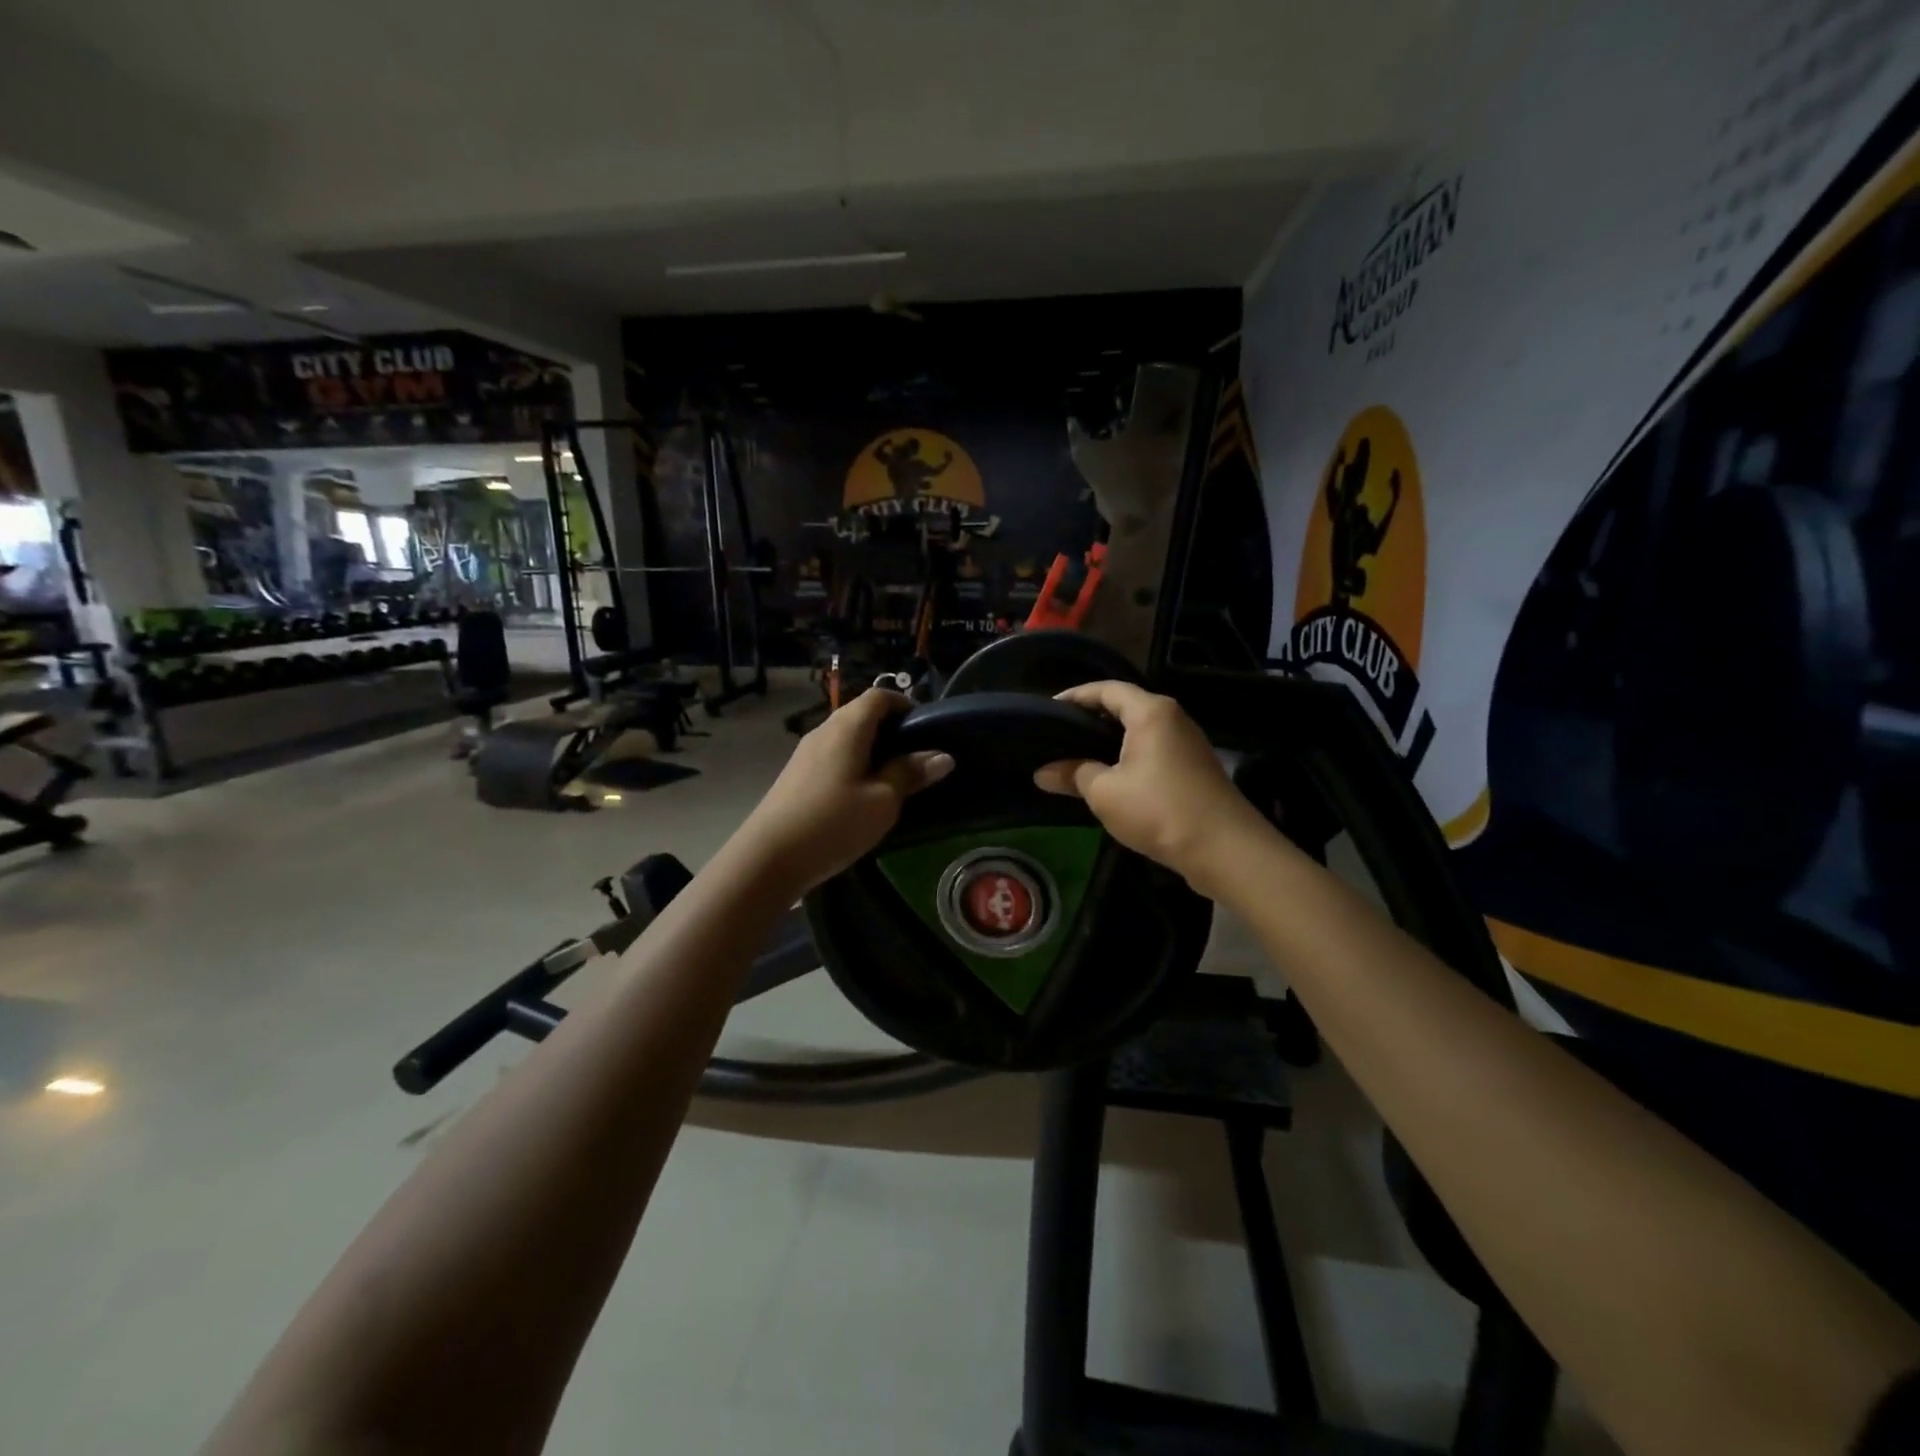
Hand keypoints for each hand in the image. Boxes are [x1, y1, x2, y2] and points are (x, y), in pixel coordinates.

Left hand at [734, 691, 953, 895]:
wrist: (768, 858)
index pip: (879, 696)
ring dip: (873, 751)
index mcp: (847, 727)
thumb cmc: (833, 822)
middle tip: (917, 760)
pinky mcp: (797, 776)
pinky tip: (863, 796)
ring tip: (894, 781)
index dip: (906, 705)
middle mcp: (824, 731)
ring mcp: (806, 754)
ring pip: (847, 739)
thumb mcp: (883, 801)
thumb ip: (910, 773)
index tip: (927, 731)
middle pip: (862, 715)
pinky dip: (854, 766)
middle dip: (892, 731)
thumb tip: (942, 756)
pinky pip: (834, 758)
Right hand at [1034, 680, 1265, 892]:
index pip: (1107, 689)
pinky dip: (1128, 756)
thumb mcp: (1104, 793)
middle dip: (1091, 718)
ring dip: (1109, 740)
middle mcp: (1172, 718)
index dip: (1075, 696)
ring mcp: (1187, 743)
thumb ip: (1072, 775)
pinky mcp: (1194, 768)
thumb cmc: (1159, 809)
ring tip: (1077, 756)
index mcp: (1151, 712)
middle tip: (1058, 734)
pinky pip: (1153, 750)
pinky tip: (1110, 777)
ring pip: (1140, 731)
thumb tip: (1042, 772)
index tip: (1048, 709)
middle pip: (1125, 706)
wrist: (1224, 849)